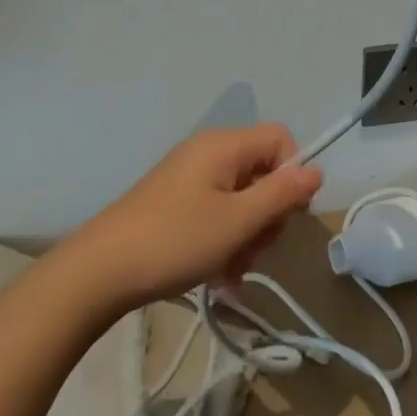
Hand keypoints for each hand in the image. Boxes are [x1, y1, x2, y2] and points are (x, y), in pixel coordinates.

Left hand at [68, 124, 323, 310]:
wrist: (101, 270)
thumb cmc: (176, 241)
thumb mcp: (237, 222)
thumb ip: (280, 195)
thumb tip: (315, 171)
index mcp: (224, 145)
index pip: (280, 140)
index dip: (292, 175)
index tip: (286, 216)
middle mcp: (208, 151)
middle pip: (262, 170)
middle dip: (267, 214)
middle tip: (255, 250)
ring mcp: (189, 176)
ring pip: (241, 197)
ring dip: (247, 234)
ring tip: (233, 270)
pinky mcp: (175, 201)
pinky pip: (217, 211)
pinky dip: (224, 239)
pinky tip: (219, 275)